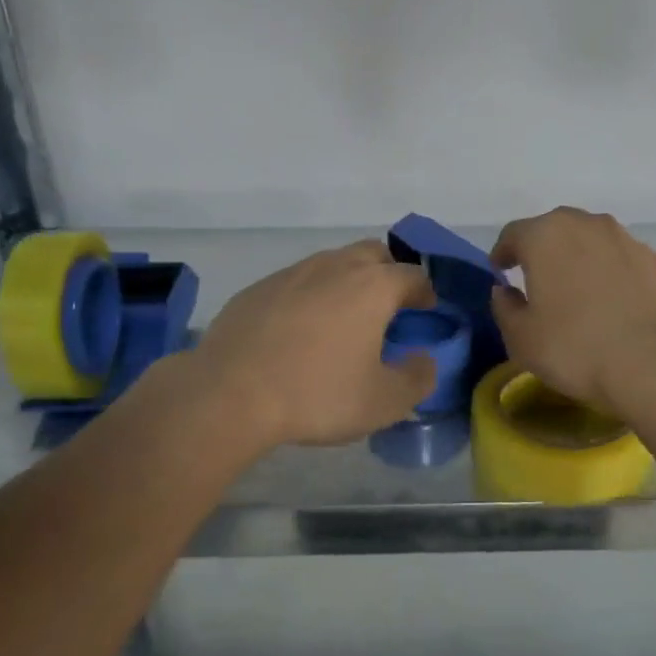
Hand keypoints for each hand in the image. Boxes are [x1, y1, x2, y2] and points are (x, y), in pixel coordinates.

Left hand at [191, 241, 437, 448]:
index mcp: (372, 287)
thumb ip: (417, 378)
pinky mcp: (258, 288)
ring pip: (332, 263)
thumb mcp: (384, 401)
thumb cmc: (317, 394)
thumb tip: (425, 360)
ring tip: (344, 319)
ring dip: (347, 282)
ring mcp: (292, 273)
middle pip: (374, 253)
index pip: (413, 275)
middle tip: (388, 308)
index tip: (426, 311)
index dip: (425, 292)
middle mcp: (335, 267)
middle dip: (388, 274)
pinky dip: (310, 296)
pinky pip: (297, 282)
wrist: (229, 393)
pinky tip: (299, 330)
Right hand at [489, 207, 655, 416]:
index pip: (513, 234)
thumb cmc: (575, 347)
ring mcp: (626, 239)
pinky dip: (608, 273)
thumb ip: (505, 308)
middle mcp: (586, 225)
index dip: (503, 252)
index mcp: (545, 236)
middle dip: (542, 250)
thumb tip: (505, 291)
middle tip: (535, 276)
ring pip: (591, 241)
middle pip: (555, 230)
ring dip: (578, 258)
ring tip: (575, 288)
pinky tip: (610, 301)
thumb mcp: (521, 338)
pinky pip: (620, 260)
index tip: (499, 269)